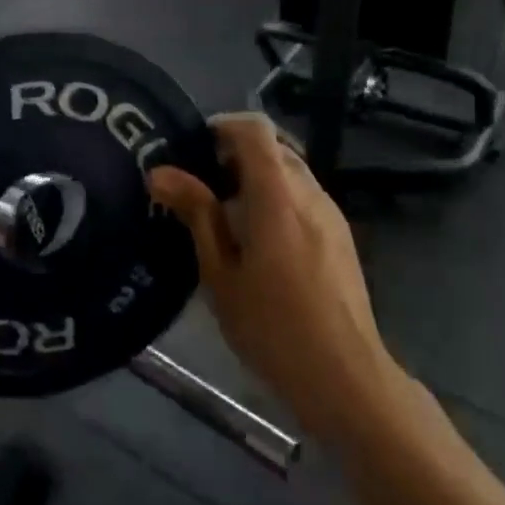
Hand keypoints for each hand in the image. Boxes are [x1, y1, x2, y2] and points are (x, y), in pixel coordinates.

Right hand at [149, 114, 396, 430]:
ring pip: (290, 170)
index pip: (256, 129)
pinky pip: (303, 195)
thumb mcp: (220, 273)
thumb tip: (159, 171)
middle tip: (200, 183)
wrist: (345, 378)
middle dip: (234, 153)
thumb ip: (196, 214)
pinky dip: (275, 196)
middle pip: (273, 146)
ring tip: (223, 213)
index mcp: (279, 197)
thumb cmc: (272, 327)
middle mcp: (310, 194)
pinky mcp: (340, 236)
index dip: (222, 126)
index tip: (192, 147)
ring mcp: (331, 214)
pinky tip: (256, 238)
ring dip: (256, 176)